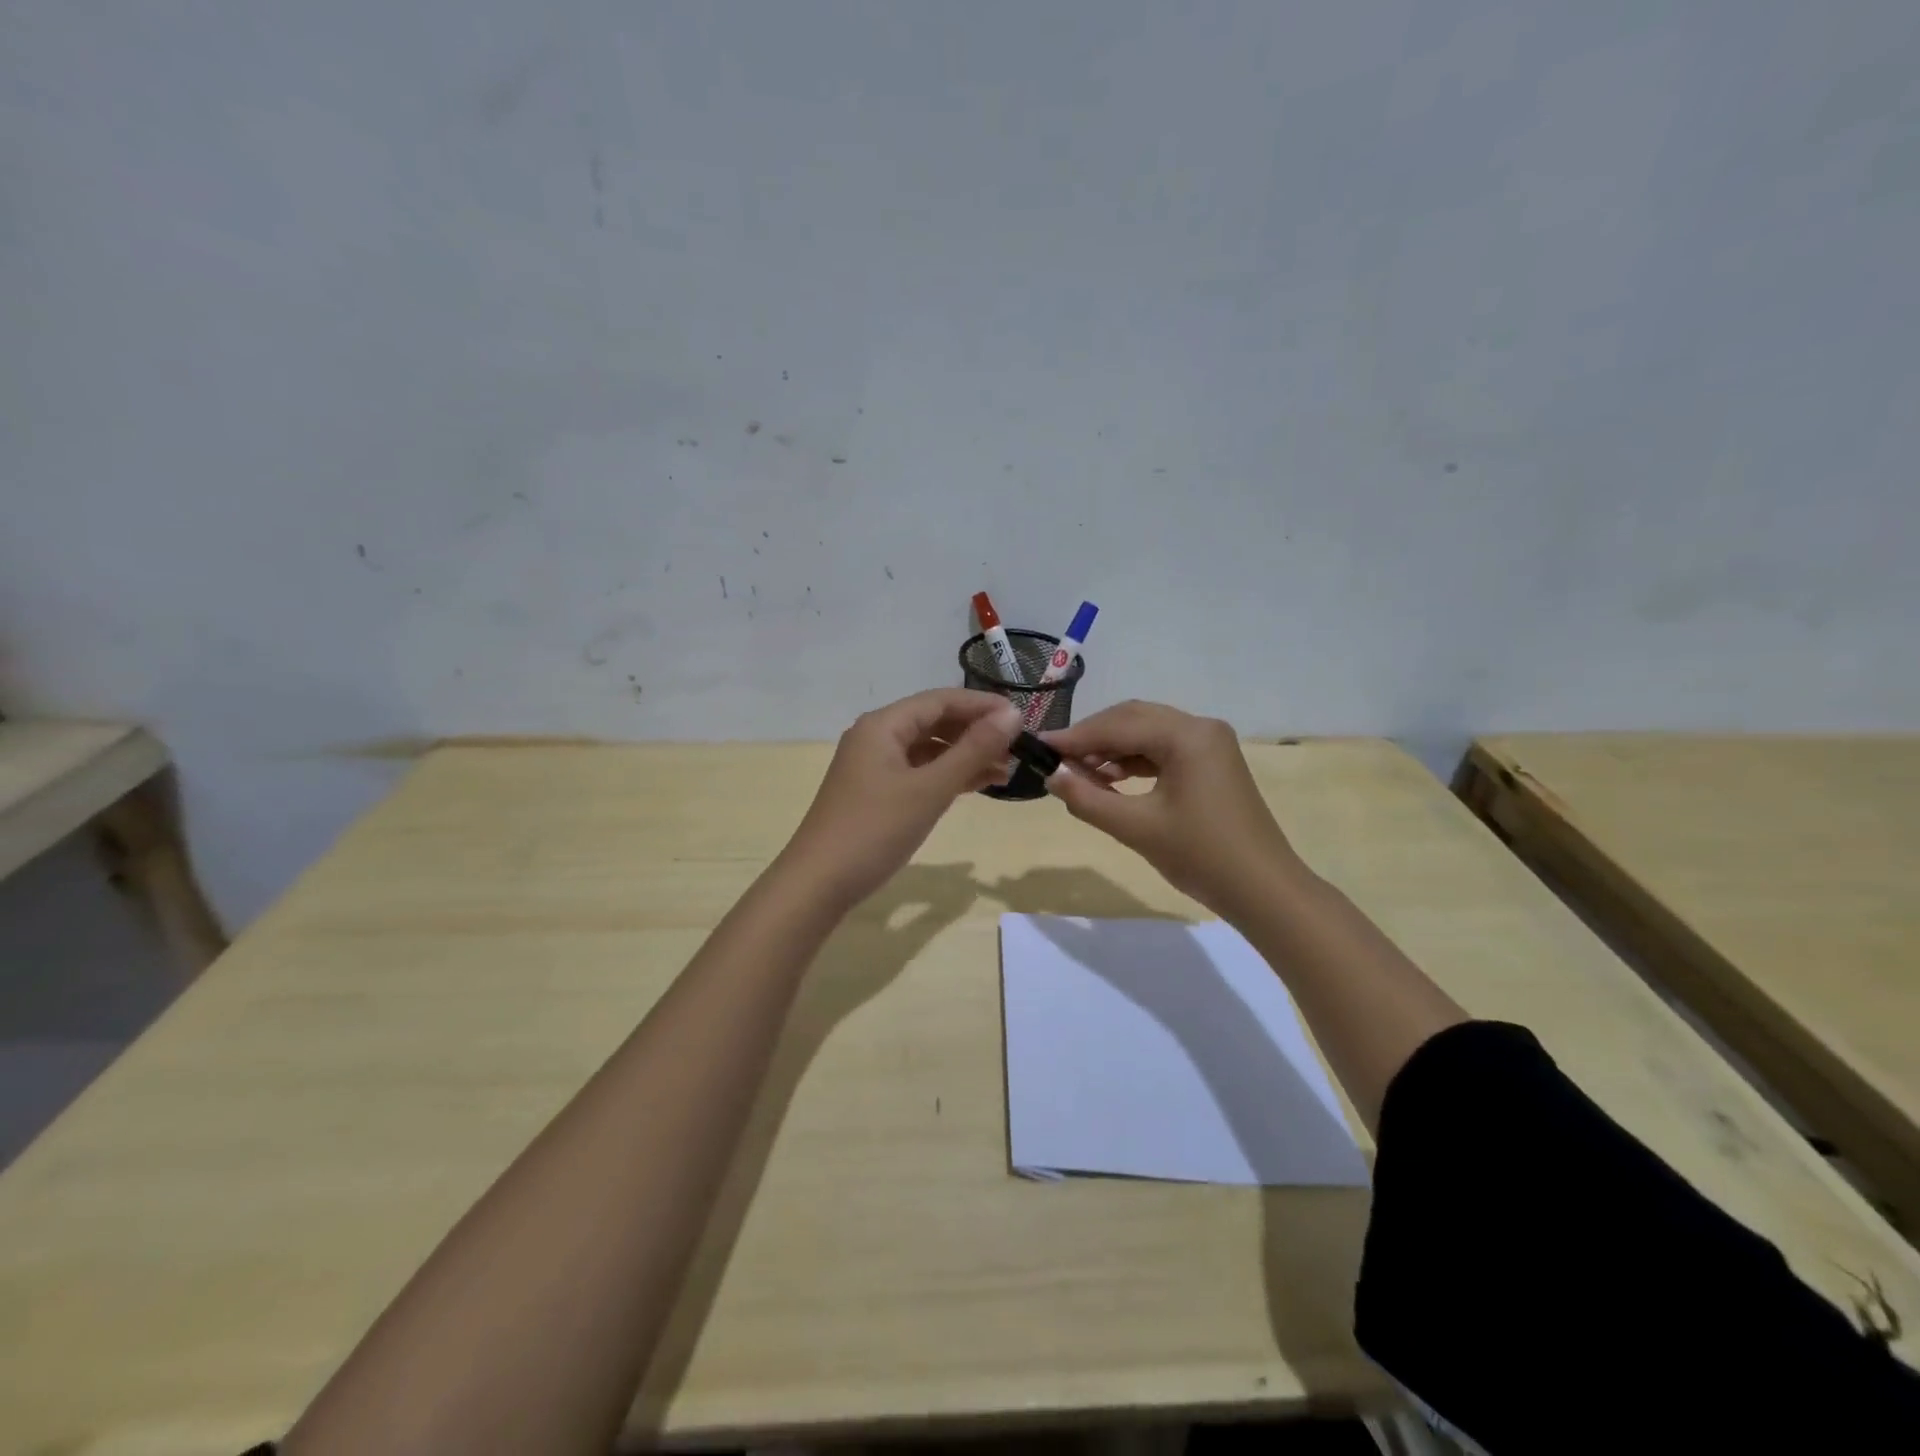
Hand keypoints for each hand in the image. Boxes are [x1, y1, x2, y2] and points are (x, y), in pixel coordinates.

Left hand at [780, 688, 1019, 908]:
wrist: (818, 883)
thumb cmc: (875, 830)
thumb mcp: (930, 788)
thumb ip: (973, 750)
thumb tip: (1013, 714)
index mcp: (883, 725)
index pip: (941, 700)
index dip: (983, 705)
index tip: (1023, 718)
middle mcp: (876, 736)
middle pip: (934, 721)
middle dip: (976, 732)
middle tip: (1017, 747)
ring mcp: (874, 765)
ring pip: (928, 749)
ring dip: (965, 755)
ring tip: (1005, 770)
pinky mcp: (875, 792)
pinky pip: (919, 771)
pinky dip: (947, 775)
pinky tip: (976, 785)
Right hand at [1041, 700, 1303, 919]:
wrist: (1264, 891)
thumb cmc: (1202, 856)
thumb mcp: (1137, 828)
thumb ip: (1088, 799)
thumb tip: (1051, 775)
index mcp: (1187, 735)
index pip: (1119, 725)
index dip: (1076, 737)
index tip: (1039, 747)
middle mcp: (1200, 728)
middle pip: (1133, 719)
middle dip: (1093, 739)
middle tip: (1058, 762)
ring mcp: (1210, 744)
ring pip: (1147, 733)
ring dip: (1112, 750)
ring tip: (1080, 775)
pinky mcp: (1211, 763)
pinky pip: (1162, 750)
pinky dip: (1134, 761)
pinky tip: (1111, 780)